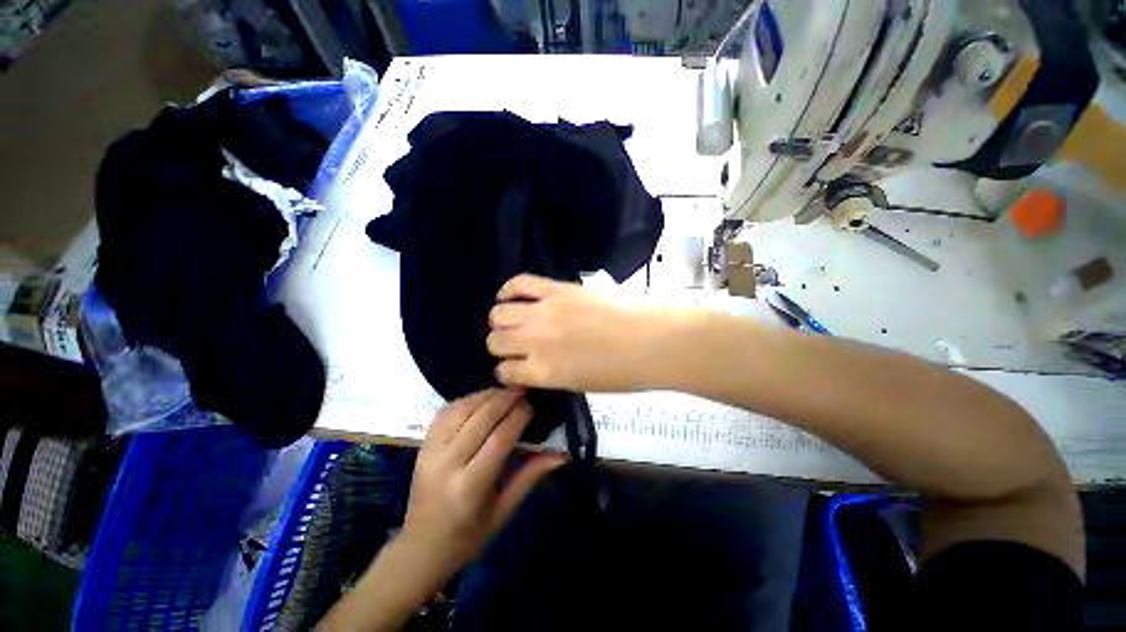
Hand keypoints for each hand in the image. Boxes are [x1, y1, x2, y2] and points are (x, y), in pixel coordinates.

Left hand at [400, 389, 565, 580]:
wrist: (421, 547)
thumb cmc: (469, 535)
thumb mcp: (504, 510)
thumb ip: (531, 475)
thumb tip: (561, 453)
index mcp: (470, 486)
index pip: (500, 438)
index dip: (519, 416)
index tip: (533, 406)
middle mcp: (447, 463)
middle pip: (481, 418)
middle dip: (506, 399)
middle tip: (524, 391)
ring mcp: (430, 451)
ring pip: (463, 409)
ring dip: (487, 395)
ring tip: (507, 391)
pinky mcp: (423, 445)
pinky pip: (446, 412)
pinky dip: (467, 400)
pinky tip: (482, 398)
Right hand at [486, 274, 672, 391]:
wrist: (651, 340)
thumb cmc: (622, 372)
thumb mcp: (579, 384)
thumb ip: (548, 374)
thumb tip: (531, 364)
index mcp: (543, 372)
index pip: (504, 372)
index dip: (507, 372)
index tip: (515, 369)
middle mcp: (535, 341)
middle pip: (495, 341)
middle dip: (501, 346)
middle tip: (517, 344)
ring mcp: (544, 311)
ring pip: (499, 314)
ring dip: (502, 321)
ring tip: (513, 321)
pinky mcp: (556, 289)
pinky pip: (519, 283)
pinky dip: (508, 290)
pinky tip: (508, 296)